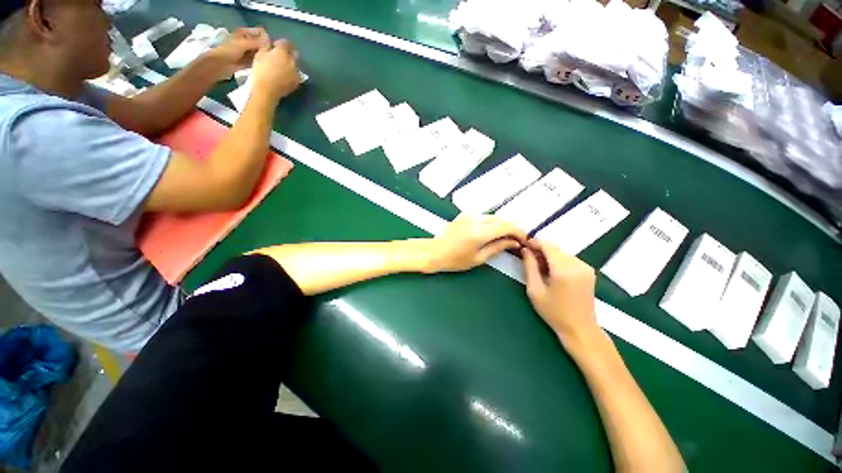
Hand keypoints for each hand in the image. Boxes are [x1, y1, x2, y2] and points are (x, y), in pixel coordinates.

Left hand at [204, 27, 270, 79]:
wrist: (221, 64)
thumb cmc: (229, 51)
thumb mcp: (243, 44)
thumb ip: (256, 42)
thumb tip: (270, 42)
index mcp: (244, 33)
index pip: (259, 32)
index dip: (265, 37)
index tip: (271, 44)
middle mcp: (247, 41)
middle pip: (260, 43)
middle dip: (266, 47)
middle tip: (272, 54)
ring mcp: (248, 52)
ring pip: (259, 52)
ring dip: (263, 55)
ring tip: (269, 60)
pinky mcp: (249, 61)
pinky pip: (257, 60)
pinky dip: (261, 62)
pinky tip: (265, 65)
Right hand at [251, 40, 300, 100]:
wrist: (267, 90)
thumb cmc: (260, 71)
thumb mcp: (259, 55)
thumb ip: (266, 47)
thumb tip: (270, 43)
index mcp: (282, 52)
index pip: (284, 42)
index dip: (279, 44)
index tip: (274, 47)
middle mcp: (292, 61)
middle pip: (294, 53)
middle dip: (288, 53)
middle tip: (280, 57)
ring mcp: (296, 72)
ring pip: (296, 65)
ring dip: (291, 64)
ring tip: (283, 68)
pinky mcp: (297, 82)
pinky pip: (297, 75)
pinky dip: (293, 74)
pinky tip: (287, 76)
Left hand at [424, 214, 526, 272]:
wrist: (434, 251)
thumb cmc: (455, 259)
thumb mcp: (478, 258)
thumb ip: (498, 247)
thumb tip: (515, 242)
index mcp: (480, 232)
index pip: (508, 226)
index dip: (520, 232)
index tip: (525, 240)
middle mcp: (476, 219)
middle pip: (503, 219)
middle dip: (512, 229)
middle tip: (517, 241)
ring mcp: (470, 214)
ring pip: (494, 217)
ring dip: (503, 226)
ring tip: (506, 238)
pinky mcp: (466, 214)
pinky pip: (485, 216)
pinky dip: (492, 223)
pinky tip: (492, 233)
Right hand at [522, 240, 598, 341]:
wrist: (580, 328)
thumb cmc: (553, 312)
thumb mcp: (535, 290)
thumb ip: (529, 267)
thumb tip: (525, 250)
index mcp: (564, 269)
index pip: (547, 245)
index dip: (534, 242)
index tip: (523, 246)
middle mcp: (577, 264)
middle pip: (555, 248)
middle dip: (540, 250)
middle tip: (529, 260)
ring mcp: (585, 267)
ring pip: (561, 252)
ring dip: (549, 256)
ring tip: (540, 269)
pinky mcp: (588, 271)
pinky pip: (569, 258)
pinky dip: (558, 261)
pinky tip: (552, 272)